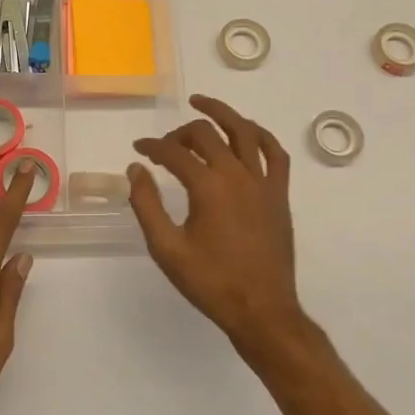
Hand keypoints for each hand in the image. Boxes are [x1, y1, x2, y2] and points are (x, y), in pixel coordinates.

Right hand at [128, 94, 304, 353]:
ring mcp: (264, 182)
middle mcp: (238, 175)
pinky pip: (275, 153)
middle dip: (180, 133)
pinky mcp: (280, 194)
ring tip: (201, 103)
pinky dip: (259, 135)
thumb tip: (135, 169)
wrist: (261, 310)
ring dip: (221, 113)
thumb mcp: (167, 249)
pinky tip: (247, 131)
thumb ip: (147, 205)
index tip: (138, 150)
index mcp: (208, 187)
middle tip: (165, 145)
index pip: (174, 152)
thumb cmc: (211, 282)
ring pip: (244, 131)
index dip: (152, 147)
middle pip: (206, 134)